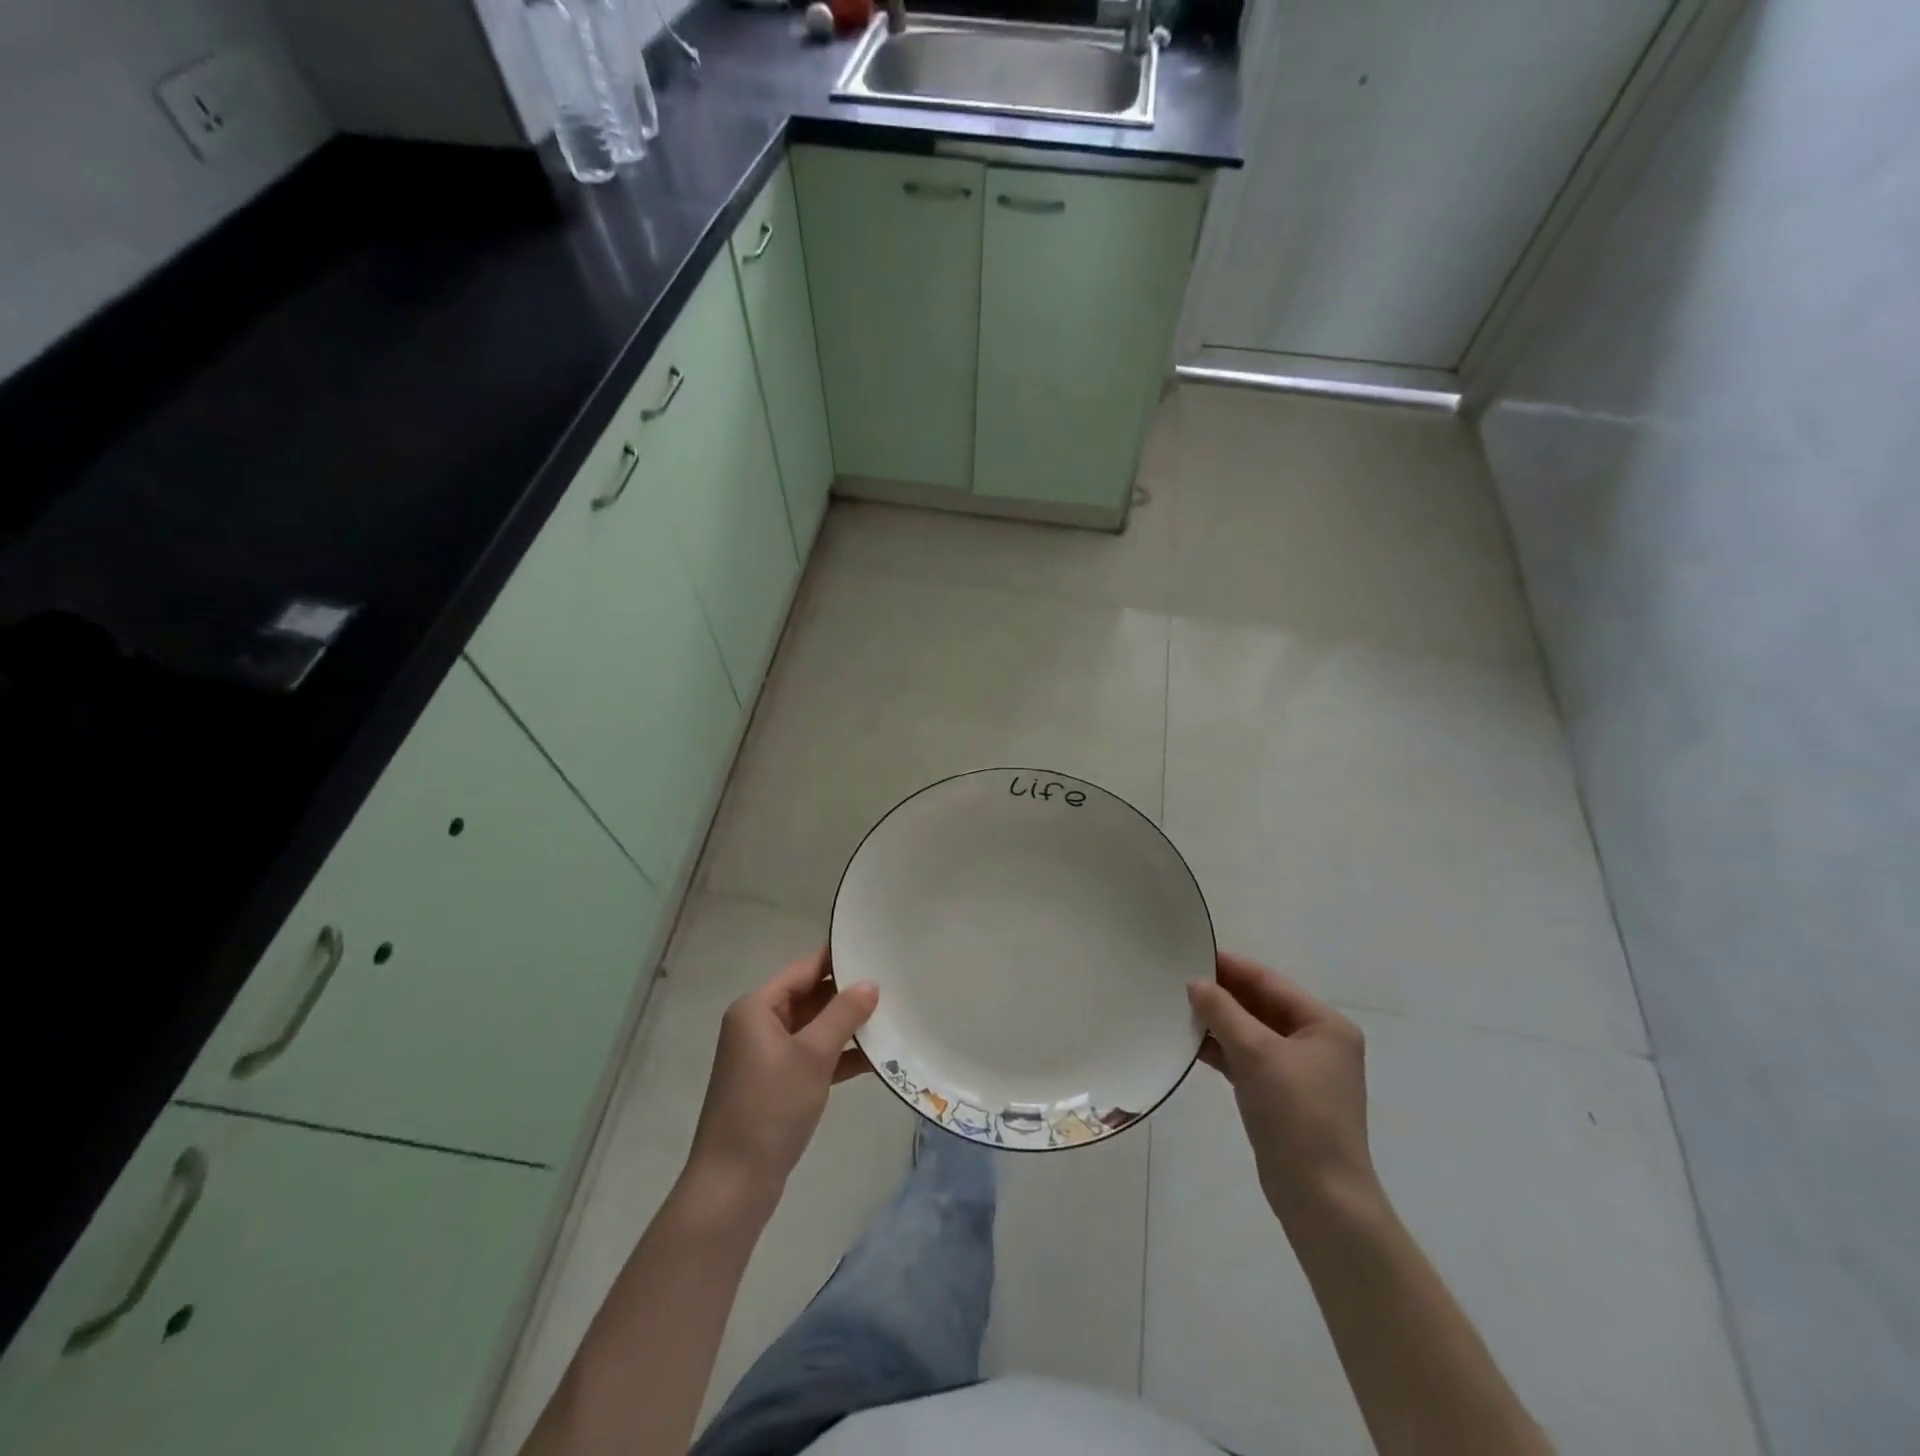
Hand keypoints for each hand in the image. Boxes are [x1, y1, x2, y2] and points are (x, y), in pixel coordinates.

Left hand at [686, 949, 877, 1203]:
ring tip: (892, 1017)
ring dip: (847, 1026)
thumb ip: (843, 1015)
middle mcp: (758, 1024)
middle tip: (892, 984)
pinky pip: (812, 1056)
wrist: (733, 1185)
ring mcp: (766, 1056)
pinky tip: (876, 1058)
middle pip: (809, 996)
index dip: (838, 959)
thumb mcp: (812, 1056)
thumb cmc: (770, 1109)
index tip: (875, 949)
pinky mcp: (776, 1083)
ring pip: (814, 1028)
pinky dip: (839, 1055)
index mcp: (756, 1008)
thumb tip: (870, 983)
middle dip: (848, 994)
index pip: (804, 969)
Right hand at [1188, 952, 1376, 1224]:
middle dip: (1222, 995)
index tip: (1192, 953)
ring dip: (1218, 1022)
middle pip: (1261, 1006)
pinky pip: (1247, 1059)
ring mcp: (1299, 1072)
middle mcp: (1317, 1043)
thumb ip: (1223, 1012)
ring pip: (1251, 1033)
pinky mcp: (1281, 1096)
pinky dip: (1223, 1050)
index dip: (1231, 967)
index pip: (1269, 983)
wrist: (1320, 1197)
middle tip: (1177, 979)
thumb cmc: (1296, 1114)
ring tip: (1177, 1007)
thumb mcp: (1256, 1053)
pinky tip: (1190, 1044)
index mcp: (1325, 1025)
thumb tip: (1195, 983)